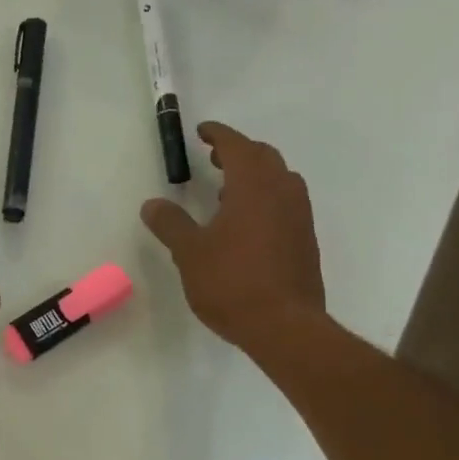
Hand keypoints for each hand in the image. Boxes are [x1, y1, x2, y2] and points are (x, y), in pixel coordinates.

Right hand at [140, 122, 324, 349]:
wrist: (285, 327)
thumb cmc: (232, 282)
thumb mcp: (190, 252)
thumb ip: (171, 224)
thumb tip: (152, 204)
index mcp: (253, 186)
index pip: (236, 146)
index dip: (218, 135)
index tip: (202, 132)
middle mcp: (282, 193)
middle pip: (263, 157)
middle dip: (238, 152)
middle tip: (214, 159)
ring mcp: (299, 217)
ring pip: (280, 180)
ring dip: (255, 176)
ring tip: (227, 192)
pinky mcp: (306, 241)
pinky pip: (286, 203)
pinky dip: (266, 199)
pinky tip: (247, 225)